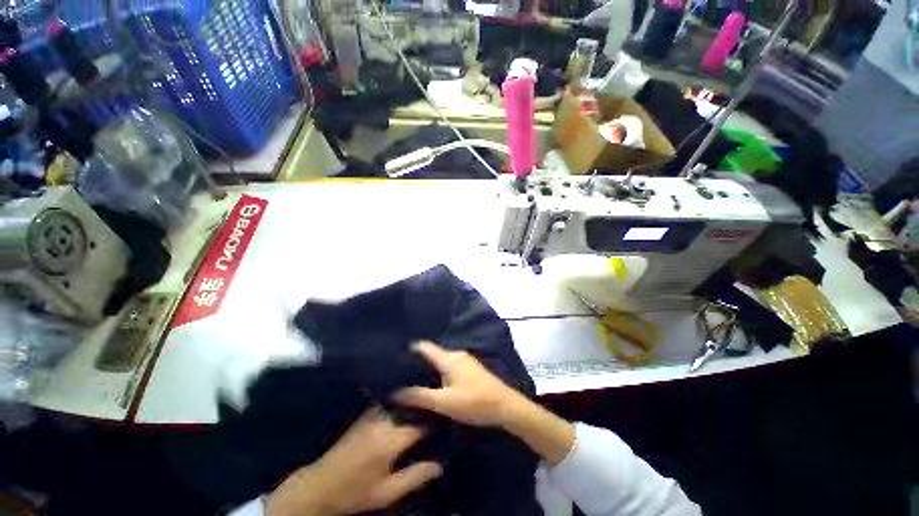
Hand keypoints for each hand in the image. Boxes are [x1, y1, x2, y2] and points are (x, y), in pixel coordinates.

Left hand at [265, 408, 441, 515]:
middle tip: (438, 408)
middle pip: (410, 408)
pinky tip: (405, 404)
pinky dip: (399, 401)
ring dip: (412, 401)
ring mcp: (372, 415)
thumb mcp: (386, 493)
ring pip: (399, 402)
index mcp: (391, 440)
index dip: (434, 422)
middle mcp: (383, 422)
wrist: (320, 485)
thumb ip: (414, 477)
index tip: (446, 419)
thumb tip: (439, 466)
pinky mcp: (365, 415)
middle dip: (425, 407)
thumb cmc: (355, 492)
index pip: (420, 424)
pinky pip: (387, 402)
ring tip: (426, 402)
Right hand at [392, 341, 526, 426]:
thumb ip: (419, 396)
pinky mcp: (471, 369)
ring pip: (441, 361)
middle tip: (400, 373)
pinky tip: (434, 384)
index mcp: (448, 358)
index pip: (424, 347)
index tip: (394, 356)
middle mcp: (456, 355)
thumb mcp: (444, 402)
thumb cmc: (474, 402)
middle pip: (433, 354)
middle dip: (418, 362)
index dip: (410, 349)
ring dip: (429, 368)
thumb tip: (394, 392)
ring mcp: (465, 361)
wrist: (505, 406)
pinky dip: (439, 372)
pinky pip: (449, 366)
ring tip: (413, 379)